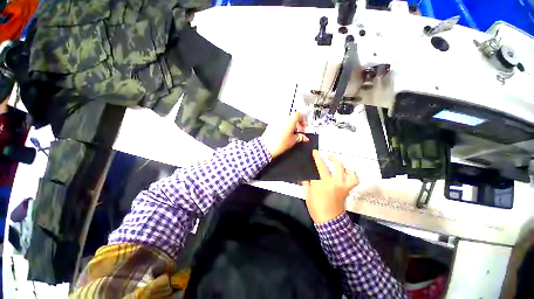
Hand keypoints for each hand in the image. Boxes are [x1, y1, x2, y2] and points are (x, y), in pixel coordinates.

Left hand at [260, 112, 308, 158]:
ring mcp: (276, 119)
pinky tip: (284, 132)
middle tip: (298, 130)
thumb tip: (304, 137)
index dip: (302, 119)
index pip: (298, 114)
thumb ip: (300, 137)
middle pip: (292, 116)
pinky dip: (284, 125)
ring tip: (291, 132)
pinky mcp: (271, 123)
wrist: (266, 147)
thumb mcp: (293, 141)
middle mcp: (283, 117)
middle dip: (297, 122)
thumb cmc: (280, 144)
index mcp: (290, 120)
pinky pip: (280, 121)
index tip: (303, 126)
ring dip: (290, 123)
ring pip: (286, 119)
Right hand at [303, 150, 358, 223]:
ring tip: (337, 161)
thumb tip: (305, 176)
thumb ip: (306, 183)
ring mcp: (342, 185)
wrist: (329, 220)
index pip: (319, 166)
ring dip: (341, 164)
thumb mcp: (307, 194)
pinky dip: (352, 175)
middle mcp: (334, 181)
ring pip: (345, 171)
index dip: (317, 158)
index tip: (315, 152)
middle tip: (328, 155)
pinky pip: (353, 180)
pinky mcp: (347, 190)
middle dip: (332, 158)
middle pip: (335, 166)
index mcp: (322, 182)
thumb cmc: (316, 207)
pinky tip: (349, 171)